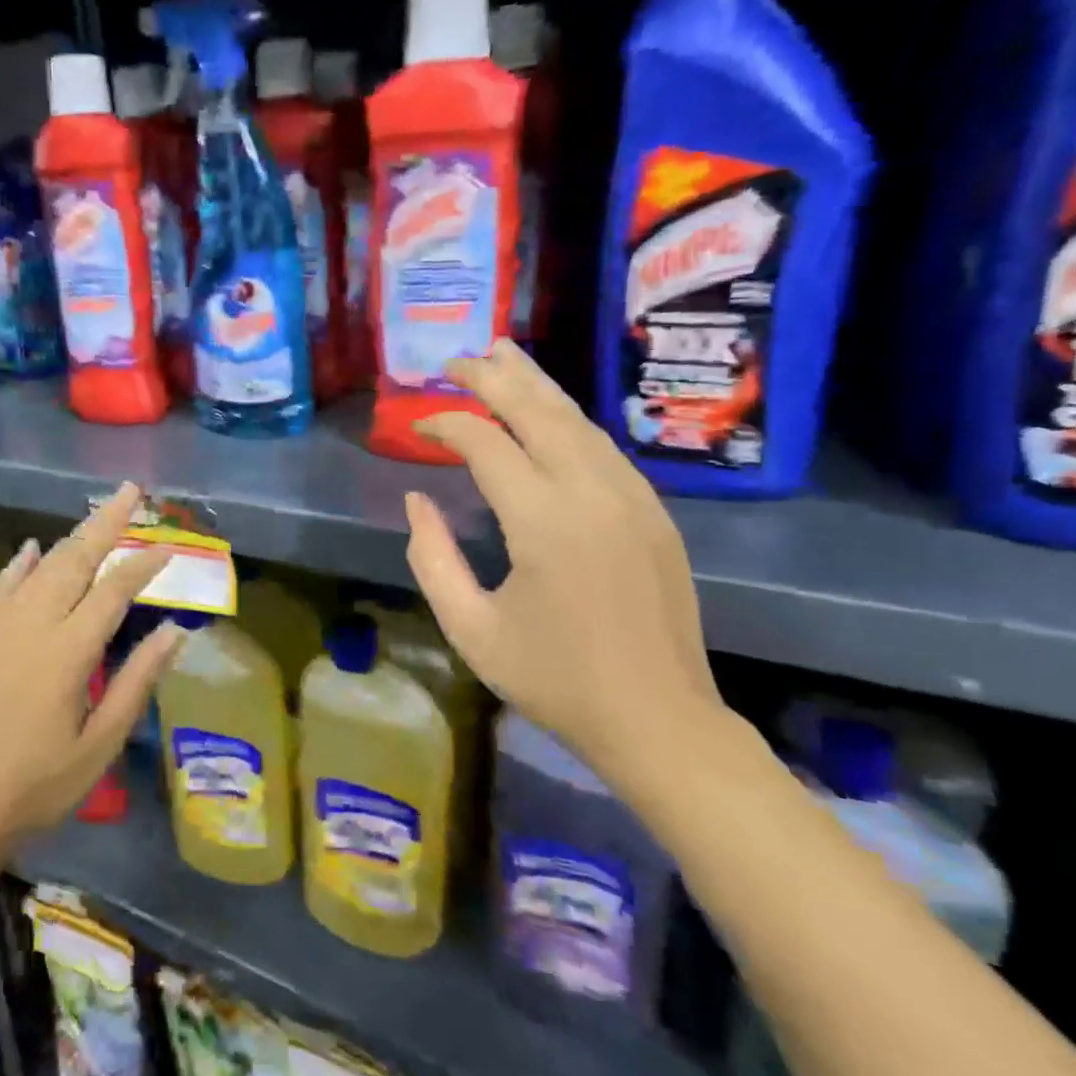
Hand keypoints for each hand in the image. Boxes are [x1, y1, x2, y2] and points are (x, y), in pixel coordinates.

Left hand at [0, 483, 183, 867]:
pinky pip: (0, 587)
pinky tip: (31, 550)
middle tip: (131, 492)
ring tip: (96, 517)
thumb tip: (174, 631)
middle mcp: (32, 625)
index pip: (114, 590)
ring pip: (40, 567)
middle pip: (75, 559)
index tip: (169, 547)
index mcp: (68, 652)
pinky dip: (20, 564)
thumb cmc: (35, 788)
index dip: (144, 564)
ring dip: (71, 538)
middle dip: (106, 522)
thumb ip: (137, 682)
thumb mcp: (99, 745)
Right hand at [403, 340, 722, 782]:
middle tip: (455, 358)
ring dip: (535, 385)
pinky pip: (603, 447)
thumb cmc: (553, 680)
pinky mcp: (653, 511)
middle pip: (538, 411)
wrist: (659, 720)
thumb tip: (417, 500)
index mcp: (543, 522)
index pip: (486, 443)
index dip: (445, 425)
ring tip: (502, 355)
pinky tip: (548, 412)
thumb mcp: (470, 628)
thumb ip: (432, 558)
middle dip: (493, 377)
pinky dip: (567, 418)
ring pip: (577, 420)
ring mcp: (632, 498)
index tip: (417, 426)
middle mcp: (592, 493)